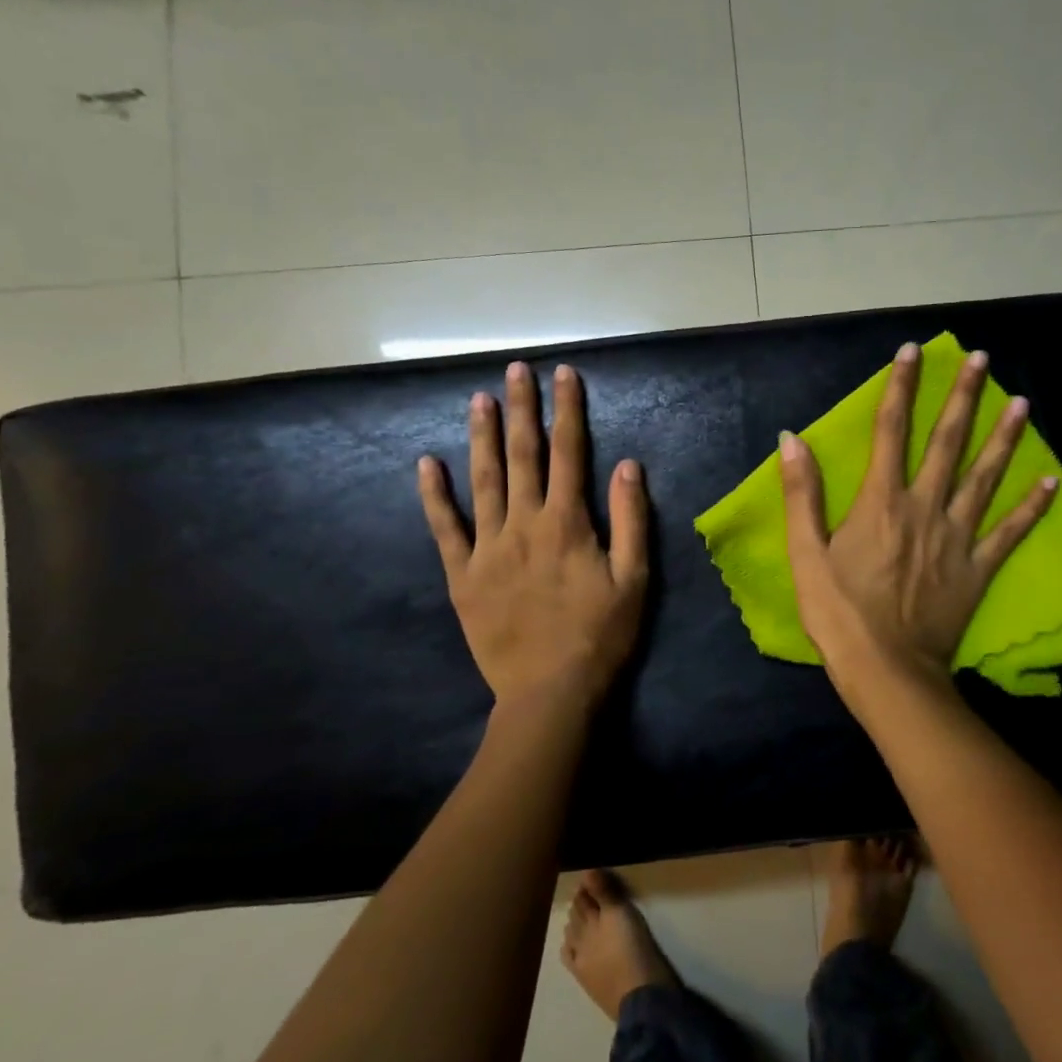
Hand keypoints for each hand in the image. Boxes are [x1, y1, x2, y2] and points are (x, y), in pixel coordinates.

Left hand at [418, 361, 649, 710]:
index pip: (569, 453)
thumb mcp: (634, 579)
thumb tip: (628, 465)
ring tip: (479, 399)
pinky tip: (426, 465)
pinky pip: (444, 529)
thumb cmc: (600, 635)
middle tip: (515, 370)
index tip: (564, 375)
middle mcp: (524, 524)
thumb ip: (632, 520)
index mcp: (568, 523)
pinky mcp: (463, 575)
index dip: (567, 411)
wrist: (550, 691)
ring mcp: (488, 548)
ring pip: (483, 481)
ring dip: (481, 437)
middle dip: (521, 409)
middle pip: (522, 455)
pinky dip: (434, 496)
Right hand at [779, 342, 1056, 693]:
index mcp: (881, 501)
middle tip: (984, 360)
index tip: (914, 352)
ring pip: (985, 477)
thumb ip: (801, 494)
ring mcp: (957, 537)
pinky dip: (1032, 507)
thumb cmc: (838, 613)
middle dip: (964, 397)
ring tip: (1023, 403)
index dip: (901, 387)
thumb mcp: (805, 554)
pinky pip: (1010, 532)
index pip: (890, 430)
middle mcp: (925, 507)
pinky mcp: (978, 568)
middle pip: (947, 442)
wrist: (887, 670)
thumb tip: (792, 439)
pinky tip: (1051, 482)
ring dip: (1004, 438)